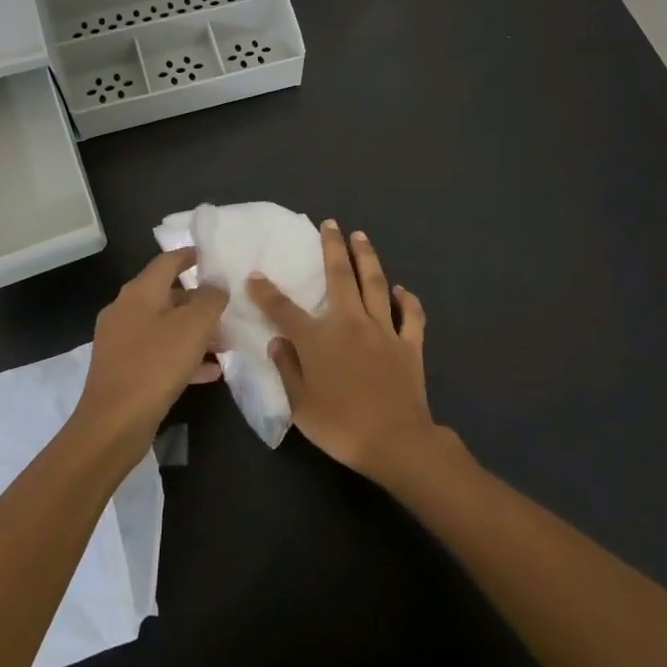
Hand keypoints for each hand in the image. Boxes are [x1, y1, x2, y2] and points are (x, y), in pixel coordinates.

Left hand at [76, 248, 228, 452]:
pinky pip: (158, 354)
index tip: (209, 256)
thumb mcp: (194, 327)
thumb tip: (216, 286)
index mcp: (138, 292)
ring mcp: (121, 342)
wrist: (113, 424)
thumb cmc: (155, 365)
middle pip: (166, 295)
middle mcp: (125, 311)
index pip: (166, 262)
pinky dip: (183, 357)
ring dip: (194, 332)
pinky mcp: (123, 370)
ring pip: (164, 327)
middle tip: (227, 307)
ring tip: (225, 342)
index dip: (188, 256)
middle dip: (198, 301)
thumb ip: (210, 299)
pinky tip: (210, 372)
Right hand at [249, 221, 435, 479]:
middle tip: (329, 225)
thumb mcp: (301, 406)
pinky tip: (402, 289)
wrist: (396, 441)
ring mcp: (384, 330)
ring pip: (375, 284)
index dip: (267, 292)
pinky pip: (411, 315)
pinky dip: (407, 300)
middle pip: (340, 277)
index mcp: (319, 339)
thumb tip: (278, 340)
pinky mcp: (409, 343)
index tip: (255, 276)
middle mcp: (351, 323)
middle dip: (332, 248)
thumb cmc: (341, 426)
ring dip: (367, 257)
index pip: (285, 309)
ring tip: (360, 236)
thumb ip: (288, 369)